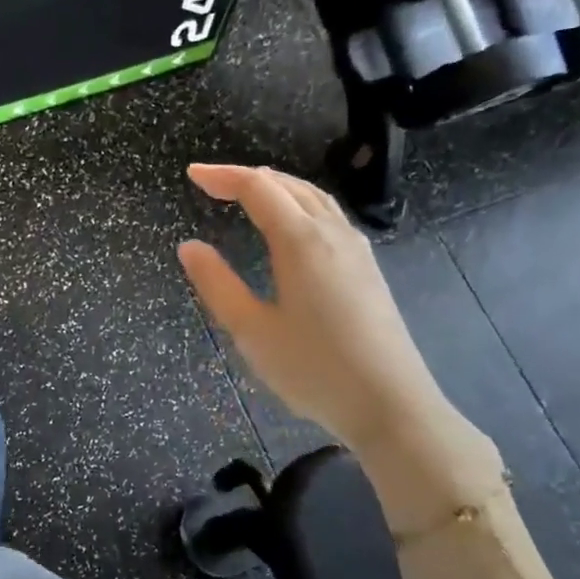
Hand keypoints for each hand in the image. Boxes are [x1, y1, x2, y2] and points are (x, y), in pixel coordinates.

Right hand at [178, 164, 449, 456]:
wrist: (390, 404)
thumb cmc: (313, 369)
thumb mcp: (251, 330)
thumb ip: (217, 284)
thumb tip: (189, 246)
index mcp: (301, 241)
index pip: (258, 188)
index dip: (223, 176)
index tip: (191, 175)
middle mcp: (332, 234)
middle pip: (288, 185)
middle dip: (247, 177)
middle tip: (211, 184)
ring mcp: (356, 250)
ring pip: (314, 198)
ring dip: (277, 188)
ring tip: (246, 195)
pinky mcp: (367, 269)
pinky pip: (329, 216)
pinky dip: (299, 205)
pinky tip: (290, 227)